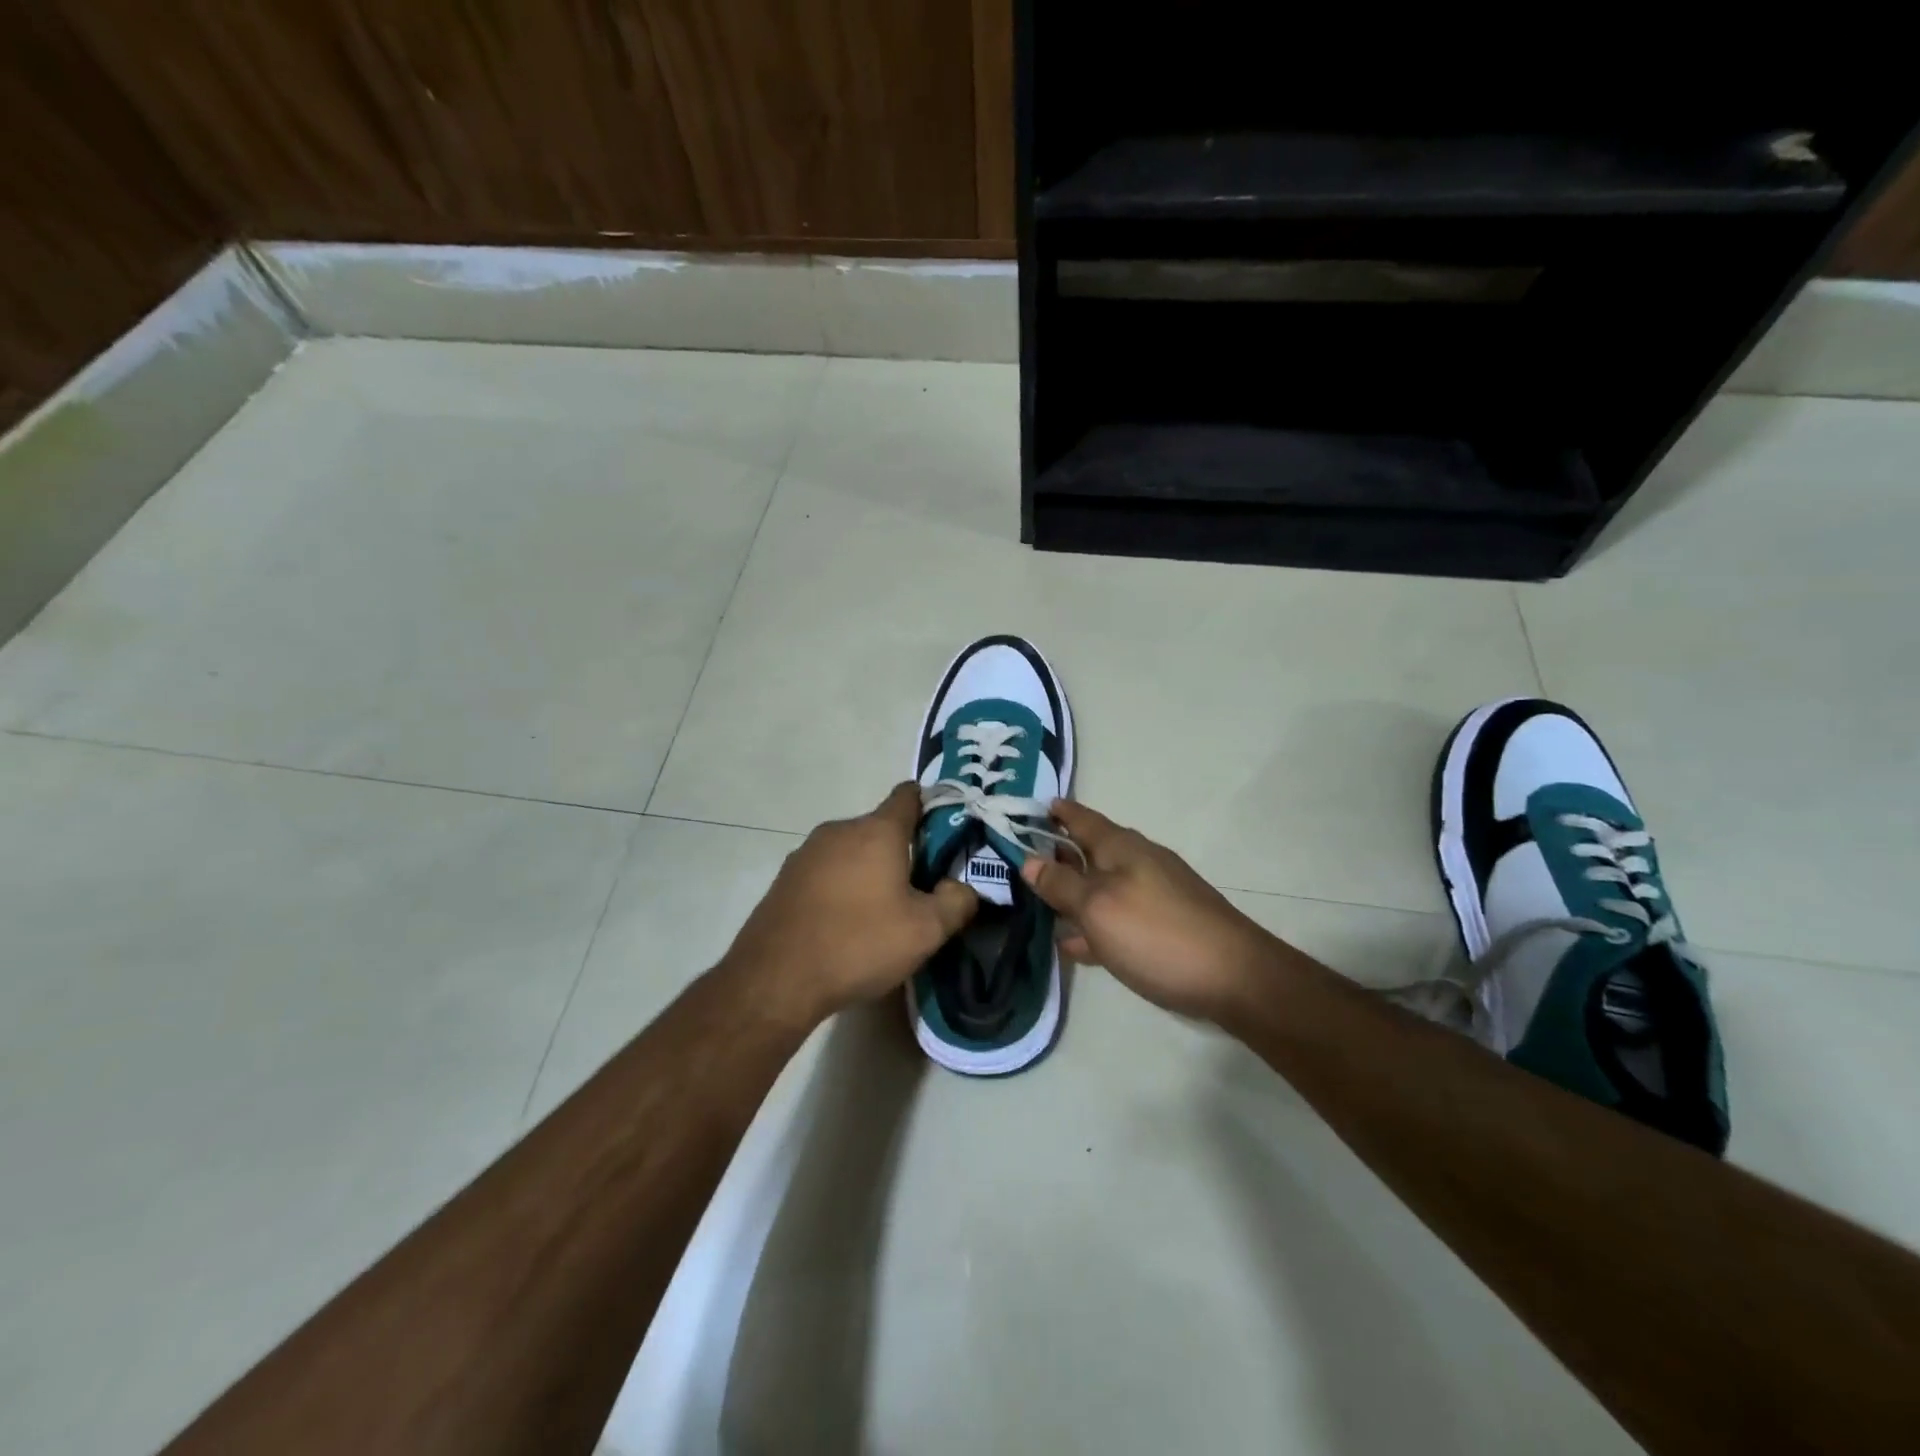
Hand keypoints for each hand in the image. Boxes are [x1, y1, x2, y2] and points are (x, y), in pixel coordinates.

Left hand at [722, 783, 978, 1024]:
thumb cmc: (858, 944)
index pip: (909, 795)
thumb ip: (957, 901)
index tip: (947, 836)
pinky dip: (842, 887)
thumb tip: (962, 887)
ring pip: (852, 851)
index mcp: (877, 830)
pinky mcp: (786, 878)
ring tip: (882, 912)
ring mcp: (806, 852)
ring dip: (870, 871)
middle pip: (881, 827)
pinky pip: (827, 871)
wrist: (775, 980)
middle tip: (921, 890)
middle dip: (904, 851)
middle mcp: (839, 830)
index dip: (932, 807)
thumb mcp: (926, 931)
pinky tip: (845, 924)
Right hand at [1021, 800, 1277, 1022]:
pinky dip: (1094, 924)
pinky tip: (1076, 946)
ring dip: (1074, 893)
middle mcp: (1138, 863)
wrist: (1235, 978)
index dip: (1057, 813)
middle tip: (1023, 860)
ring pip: (1102, 887)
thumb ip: (1061, 885)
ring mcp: (1154, 895)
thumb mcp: (1098, 907)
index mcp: (1121, 848)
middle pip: (1091, 852)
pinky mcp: (1164, 928)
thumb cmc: (1157, 934)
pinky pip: (1117, 918)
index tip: (1031, 807)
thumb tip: (1028, 860)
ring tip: (1040, 904)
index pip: (1082, 819)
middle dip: (1059, 854)